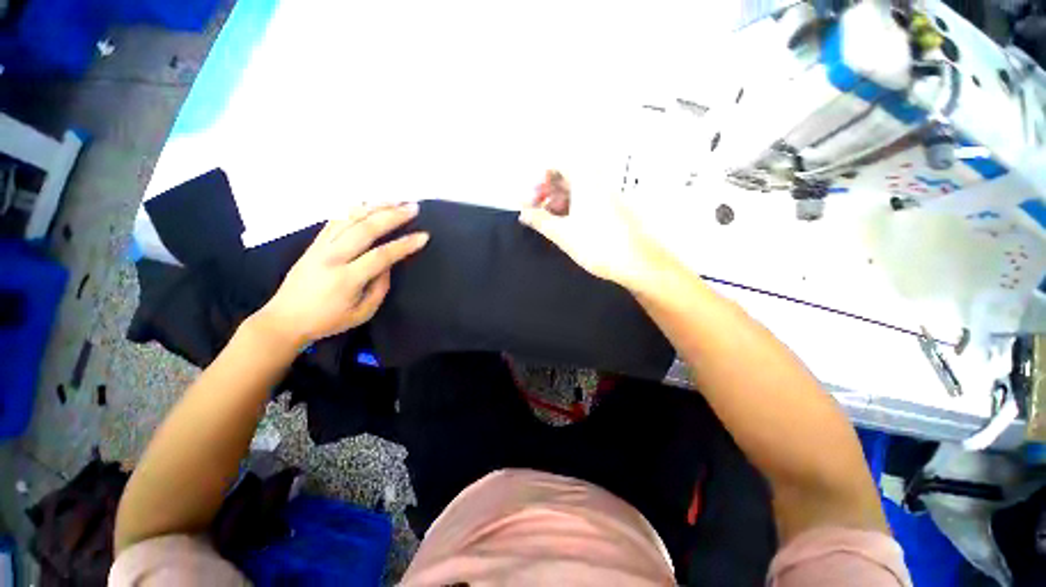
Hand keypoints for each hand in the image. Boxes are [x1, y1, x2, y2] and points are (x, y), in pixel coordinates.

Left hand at [256, 203, 428, 345]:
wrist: (284, 319)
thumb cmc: (327, 320)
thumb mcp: (363, 313)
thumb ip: (380, 287)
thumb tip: (388, 264)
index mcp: (346, 279)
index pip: (381, 255)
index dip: (404, 244)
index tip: (423, 236)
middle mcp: (331, 257)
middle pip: (365, 228)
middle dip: (392, 215)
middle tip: (413, 207)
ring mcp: (320, 246)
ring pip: (349, 218)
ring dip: (375, 206)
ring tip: (396, 200)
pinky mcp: (314, 242)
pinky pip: (335, 219)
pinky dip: (354, 208)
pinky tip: (369, 204)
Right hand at [519, 190, 673, 292]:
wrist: (639, 263)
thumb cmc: (598, 245)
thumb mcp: (563, 234)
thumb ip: (540, 221)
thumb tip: (523, 213)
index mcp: (585, 180)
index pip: (557, 164)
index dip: (539, 180)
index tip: (531, 199)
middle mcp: (597, 181)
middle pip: (566, 176)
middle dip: (547, 192)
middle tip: (535, 212)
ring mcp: (607, 195)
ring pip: (576, 190)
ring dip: (558, 202)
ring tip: (548, 223)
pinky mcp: (613, 209)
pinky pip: (587, 200)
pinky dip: (572, 209)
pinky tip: (565, 226)